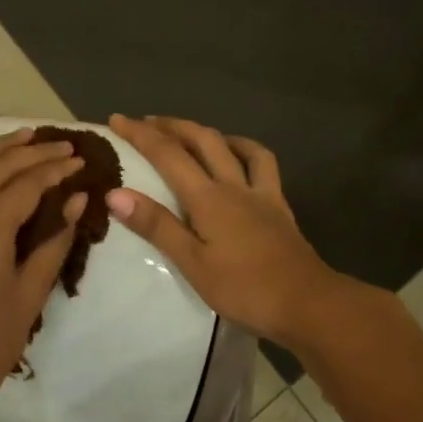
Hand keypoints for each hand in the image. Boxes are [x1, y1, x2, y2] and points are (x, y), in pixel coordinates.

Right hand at [105, 115, 349, 346]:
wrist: (307, 303)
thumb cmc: (244, 289)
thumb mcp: (192, 263)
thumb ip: (157, 226)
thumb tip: (116, 193)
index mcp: (208, 198)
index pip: (168, 155)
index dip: (141, 134)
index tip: (116, 119)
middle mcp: (234, 185)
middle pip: (202, 140)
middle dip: (171, 126)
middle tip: (146, 121)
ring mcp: (261, 193)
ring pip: (234, 146)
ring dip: (208, 132)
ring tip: (190, 133)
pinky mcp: (278, 205)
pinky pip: (263, 164)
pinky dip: (245, 150)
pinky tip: (238, 156)